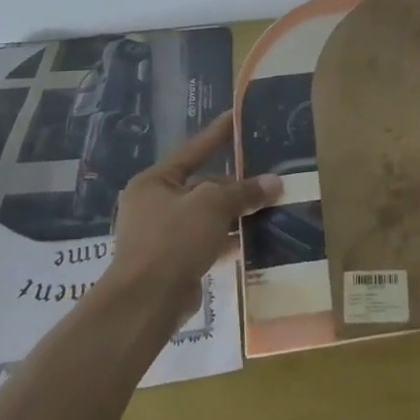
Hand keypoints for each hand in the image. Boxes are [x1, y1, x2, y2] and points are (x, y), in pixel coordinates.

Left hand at [107, 112, 280, 323]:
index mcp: (155, 181)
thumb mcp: (212, 205)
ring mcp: (162, 235)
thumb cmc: (172, 240)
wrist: (145, 303)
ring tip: (269, 207)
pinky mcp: (173, 262)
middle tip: (268, 179)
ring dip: (234, 214)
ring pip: (206, 216)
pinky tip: (254, 240)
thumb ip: (243, 191)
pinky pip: (206, 241)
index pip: (193, 150)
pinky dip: (227, 239)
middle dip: (235, 185)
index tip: (237, 116)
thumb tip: (274, 182)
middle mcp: (154, 204)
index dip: (217, 134)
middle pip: (203, 186)